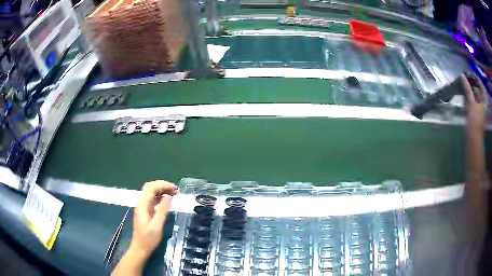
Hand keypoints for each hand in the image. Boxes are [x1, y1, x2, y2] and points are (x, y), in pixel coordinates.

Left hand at [113, 180, 176, 274]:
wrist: (140, 249)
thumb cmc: (148, 239)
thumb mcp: (157, 226)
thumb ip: (162, 210)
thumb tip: (168, 196)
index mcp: (143, 206)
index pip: (151, 188)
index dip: (163, 185)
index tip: (175, 189)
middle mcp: (141, 204)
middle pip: (150, 188)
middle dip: (162, 185)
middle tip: (175, 190)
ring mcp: (143, 208)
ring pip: (151, 193)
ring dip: (161, 190)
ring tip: (174, 194)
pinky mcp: (145, 212)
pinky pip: (152, 200)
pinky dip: (160, 197)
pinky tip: (167, 201)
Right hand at [462, 75, 487, 132]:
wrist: (473, 137)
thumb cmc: (475, 120)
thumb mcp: (472, 103)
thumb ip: (468, 89)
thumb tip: (462, 76)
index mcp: (484, 101)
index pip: (482, 87)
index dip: (477, 80)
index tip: (472, 73)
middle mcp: (482, 104)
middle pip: (478, 91)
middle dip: (473, 84)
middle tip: (467, 77)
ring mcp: (478, 109)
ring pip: (474, 96)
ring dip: (470, 90)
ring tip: (464, 83)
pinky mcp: (474, 114)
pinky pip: (471, 102)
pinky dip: (468, 97)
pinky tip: (464, 94)